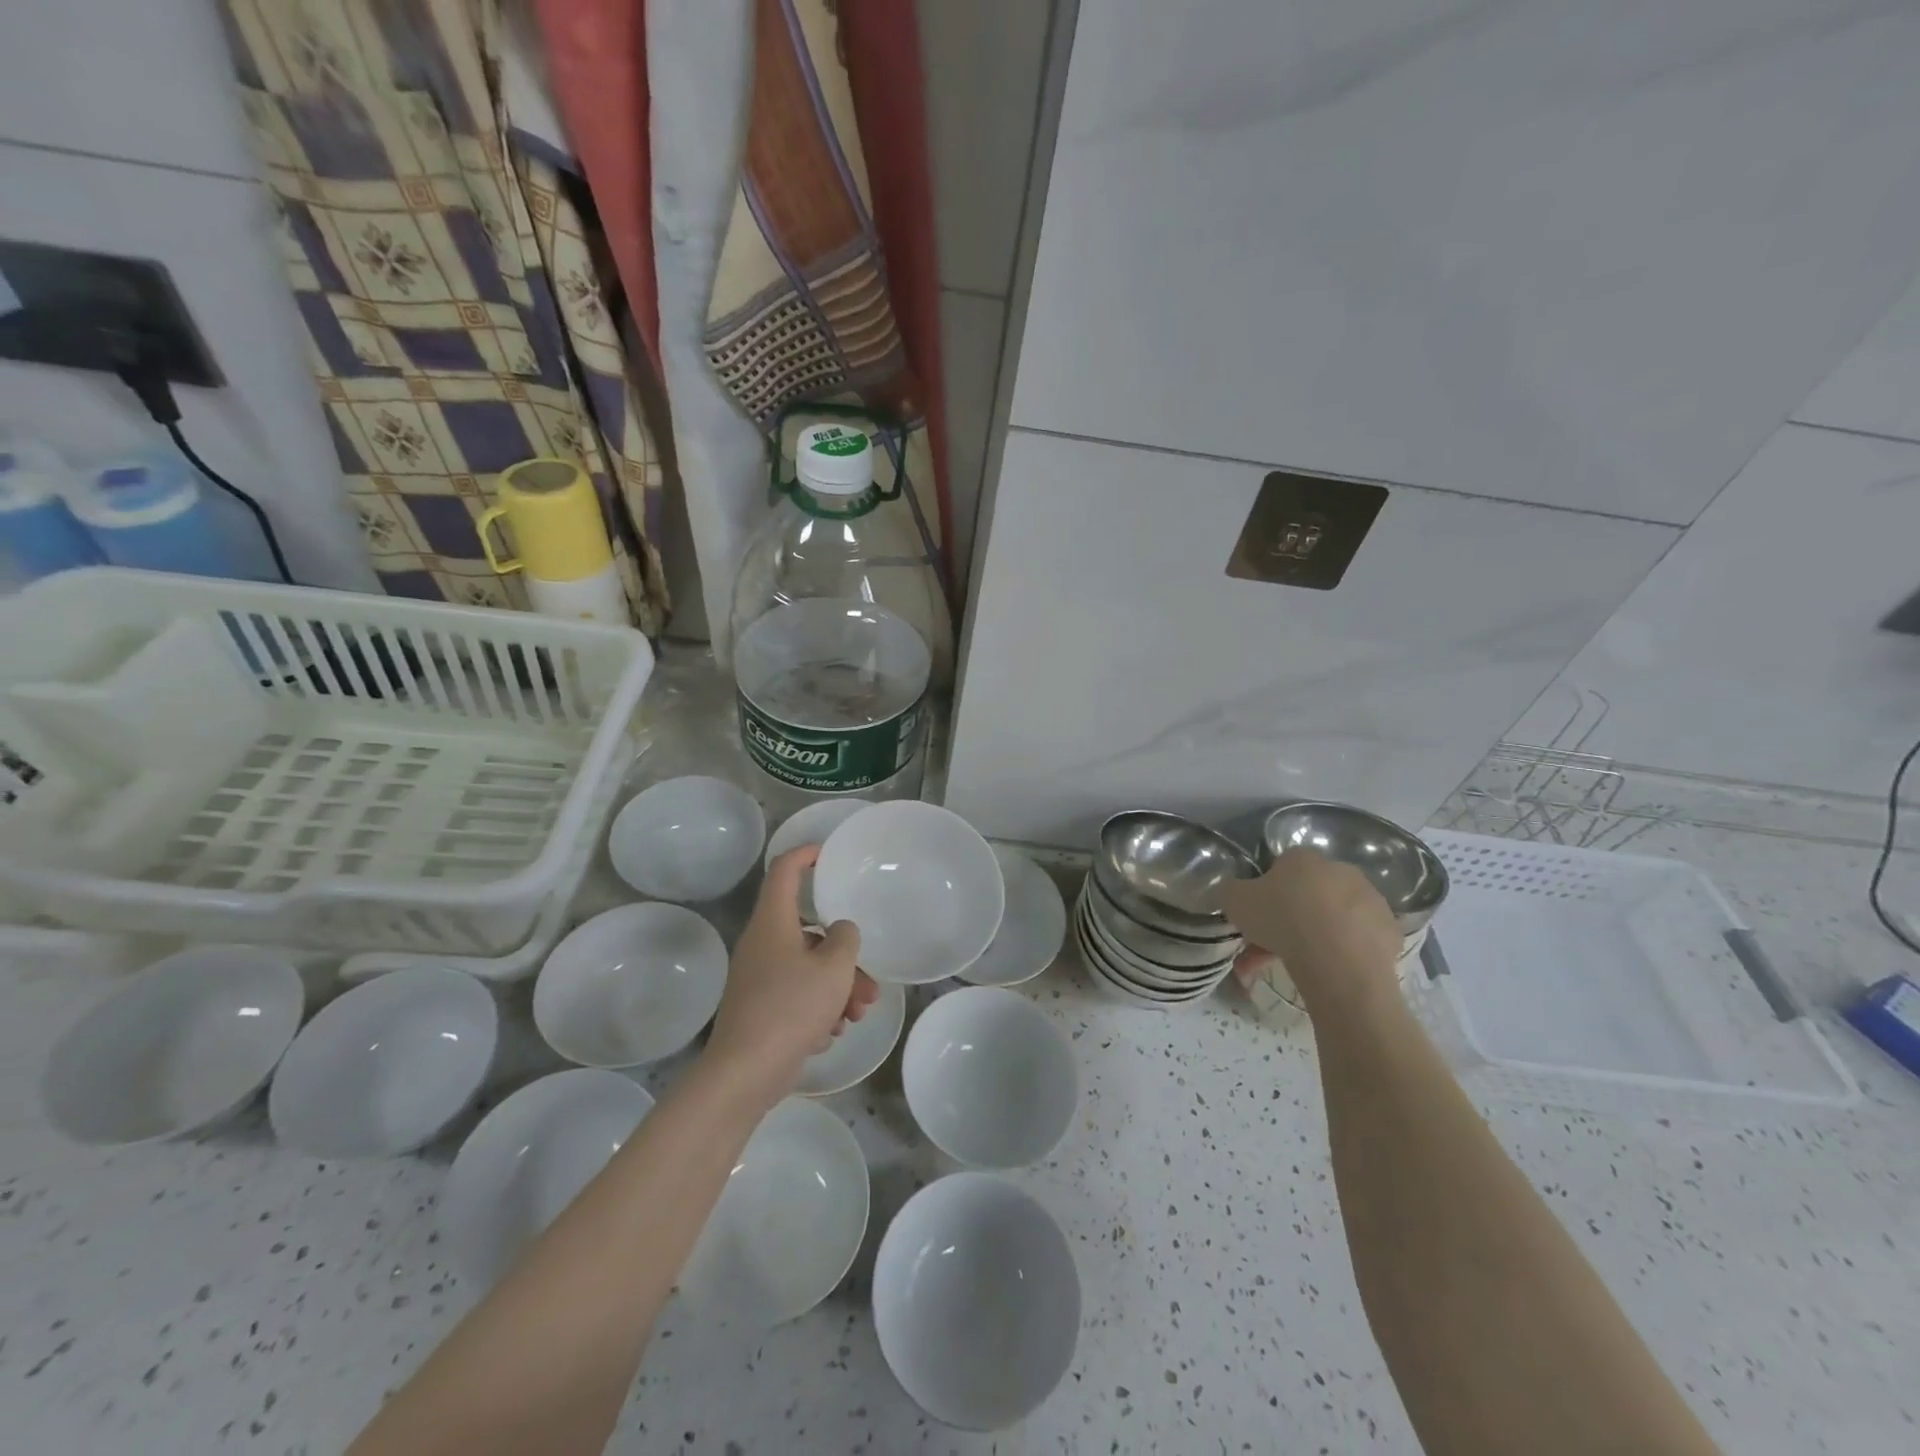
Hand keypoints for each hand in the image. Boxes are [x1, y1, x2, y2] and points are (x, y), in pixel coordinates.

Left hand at [704, 846, 877, 1101]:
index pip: (784, 870)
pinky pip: (796, 995)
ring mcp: (758, 978)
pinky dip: (818, 1008)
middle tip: (869, 982)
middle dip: (844, 956)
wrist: (744, 1074)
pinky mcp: (759, 1009)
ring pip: (807, 968)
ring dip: (838, 987)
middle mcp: (762, 944)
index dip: (806, 855)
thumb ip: (845, 939)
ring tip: (858, 1015)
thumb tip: (840, 930)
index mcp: (773, 922)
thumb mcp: (834, 968)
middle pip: (809, 932)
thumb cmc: (791, 1008)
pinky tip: (831, 1033)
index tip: (828, 854)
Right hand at [1220, 848, 1402, 1014]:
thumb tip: (1233, 891)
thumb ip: (1231, 891)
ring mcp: (1369, 899)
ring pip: (1333, 917)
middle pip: (1308, 893)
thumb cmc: (1282, 920)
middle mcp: (1339, 870)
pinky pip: (1357, 938)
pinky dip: (1342, 952)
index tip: (1258, 916)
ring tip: (1297, 968)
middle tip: (1271, 947)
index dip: (1266, 891)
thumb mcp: (1235, 901)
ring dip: (1315, 936)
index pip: (1280, 866)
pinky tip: (1326, 971)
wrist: (1338, 960)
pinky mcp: (1389, 929)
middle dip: (1290, 917)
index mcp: (1302, 858)